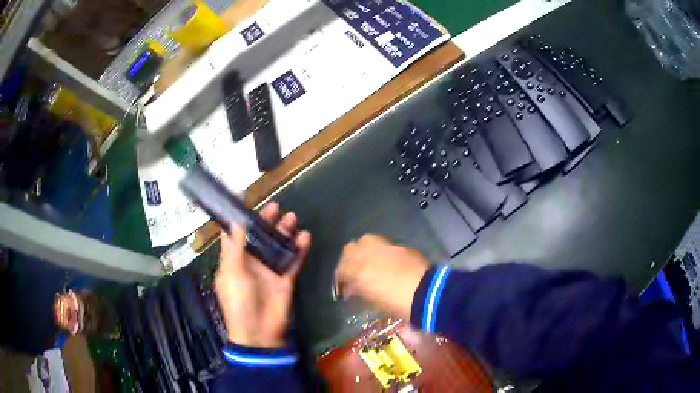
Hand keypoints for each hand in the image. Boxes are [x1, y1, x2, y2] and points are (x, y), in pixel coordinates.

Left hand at [215, 202, 310, 347]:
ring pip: (277, 246)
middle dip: (266, 222)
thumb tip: (235, 222)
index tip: (246, 203)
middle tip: (276, 206)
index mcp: (234, 260)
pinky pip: (293, 260)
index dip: (240, 221)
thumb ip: (235, 248)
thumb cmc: (238, 302)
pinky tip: (305, 236)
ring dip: (284, 232)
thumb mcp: (231, 274)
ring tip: (292, 217)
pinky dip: (299, 249)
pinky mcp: (285, 279)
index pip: (235, 236)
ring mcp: (269, 270)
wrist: (259, 332)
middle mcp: (251, 262)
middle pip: (259, 237)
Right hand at [334, 235, 429, 320]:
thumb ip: (359, 290)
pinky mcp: (399, 246)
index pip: (341, 269)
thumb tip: (351, 288)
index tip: (343, 287)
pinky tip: (384, 261)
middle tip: (352, 272)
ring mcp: (385, 247)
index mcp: (359, 272)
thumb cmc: (398, 304)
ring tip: (366, 262)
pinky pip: (383, 244)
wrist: (427, 294)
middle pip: (350, 249)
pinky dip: (379, 251)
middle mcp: (368, 255)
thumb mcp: (374, 300)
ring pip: (365, 241)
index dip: (340, 278)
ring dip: (362, 251)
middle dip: (348, 260)